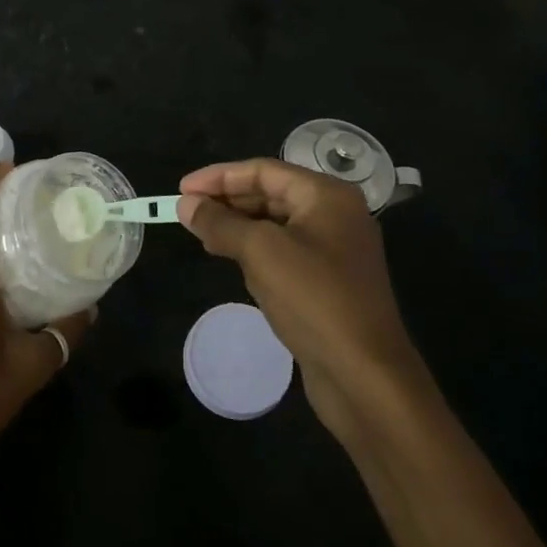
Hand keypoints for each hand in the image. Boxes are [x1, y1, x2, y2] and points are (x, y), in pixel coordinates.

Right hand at [178, 158, 426, 439]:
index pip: (264, 170)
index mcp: (327, 195)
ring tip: (202, 234)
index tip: (181, 189)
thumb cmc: (314, 299)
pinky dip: (256, 251)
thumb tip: (186, 204)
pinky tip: (232, 260)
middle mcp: (335, 215)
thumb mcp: (261, 252)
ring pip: (276, 224)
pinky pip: (285, 252)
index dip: (219, 177)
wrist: (365, 376)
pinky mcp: (329, 282)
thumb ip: (220, 223)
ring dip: (239, 226)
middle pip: (271, 194)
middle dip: (228, 201)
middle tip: (187, 212)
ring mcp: (335, 250)